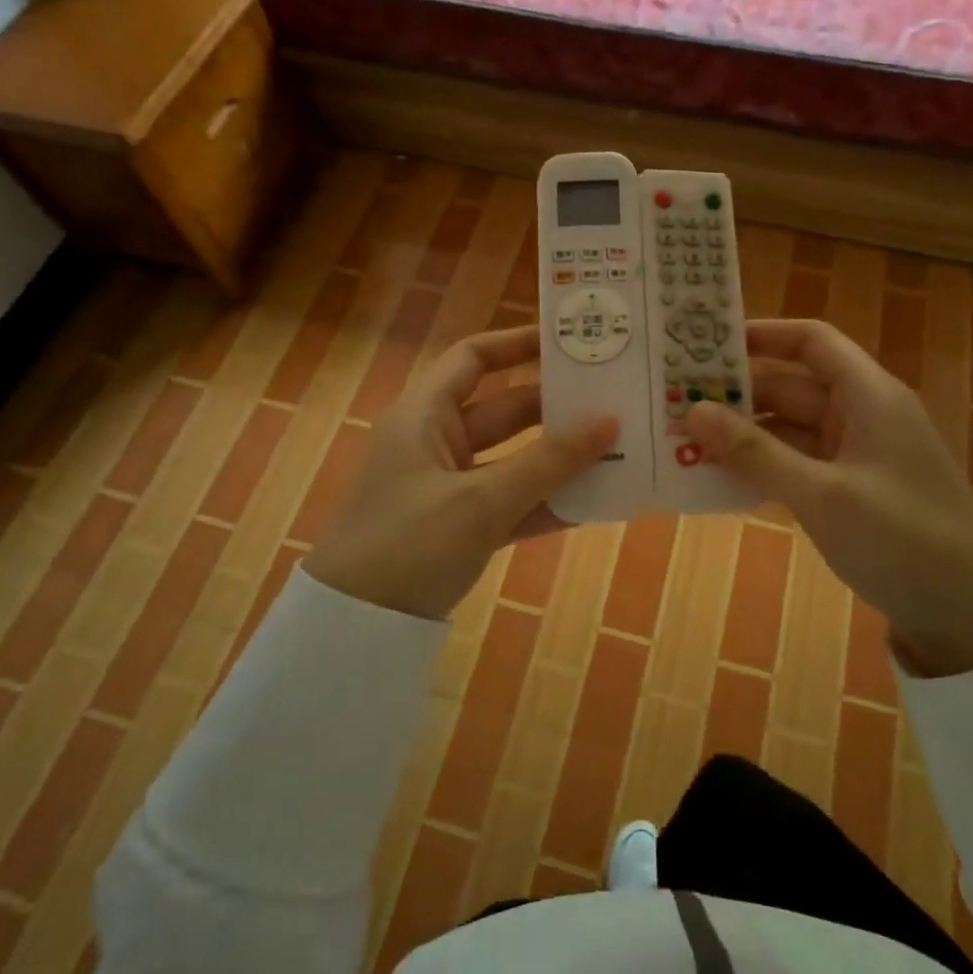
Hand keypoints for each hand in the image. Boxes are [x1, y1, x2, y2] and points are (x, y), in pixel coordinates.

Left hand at [303, 326, 616, 620]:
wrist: (353, 630)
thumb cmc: (407, 545)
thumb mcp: (480, 501)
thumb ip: (546, 463)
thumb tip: (609, 421)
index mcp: (425, 415)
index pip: (473, 359)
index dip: (517, 344)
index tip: (569, 342)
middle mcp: (437, 442)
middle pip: (504, 409)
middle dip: (556, 407)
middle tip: (614, 399)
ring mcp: (450, 486)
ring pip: (514, 459)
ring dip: (559, 458)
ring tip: (619, 447)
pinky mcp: (461, 526)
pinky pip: (512, 502)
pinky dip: (546, 501)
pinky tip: (593, 502)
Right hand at [685, 319, 972, 675]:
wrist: (969, 615)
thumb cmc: (902, 539)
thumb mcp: (822, 494)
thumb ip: (755, 452)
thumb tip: (693, 410)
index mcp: (868, 396)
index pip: (812, 341)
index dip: (763, 334)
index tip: (707, 344)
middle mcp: (861, 415)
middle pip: (791, 386)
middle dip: (737, 393)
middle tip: (675, 400)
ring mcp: (856, 454)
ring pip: (789, 428)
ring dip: (743, 435)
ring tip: (683, 439)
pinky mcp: (850, 490)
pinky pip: (796, 463)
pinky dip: (762, 466)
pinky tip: (719, 478)